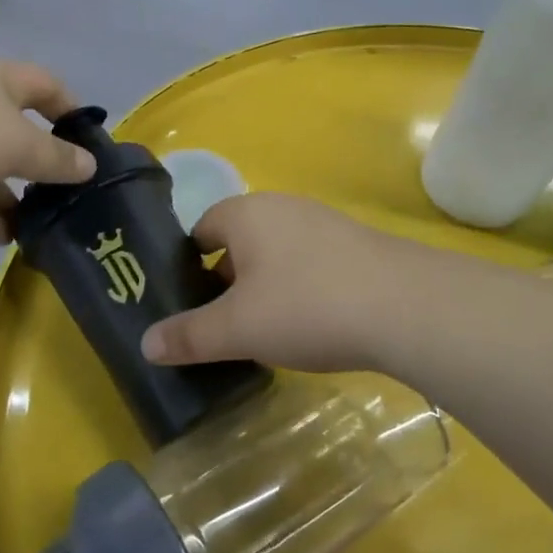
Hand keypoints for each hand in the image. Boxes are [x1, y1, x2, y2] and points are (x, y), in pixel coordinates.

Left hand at [0, 57, 95, 242]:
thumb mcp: (16, 142)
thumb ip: (55, 158)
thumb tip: (89, 165)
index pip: (44, 87)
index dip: (70, 110)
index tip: (90, 143)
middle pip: (15, 133)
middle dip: (39, 166)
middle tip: (66, 199)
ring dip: (11, 198)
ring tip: (40, 229)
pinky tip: (3, 239)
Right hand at [140, 193, 410, 373]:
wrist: (406, 307)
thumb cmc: (306, 307)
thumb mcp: (237, 329)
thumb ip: (189, 336)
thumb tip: (146, 344)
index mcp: (246, 214)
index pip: (201, 230)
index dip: (188, 267)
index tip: (189, 306)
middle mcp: (283, 207)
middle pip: (239, 242)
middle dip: (226, 282)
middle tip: (224, 326)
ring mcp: (324, 223)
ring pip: (276, 255)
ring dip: (265, 288)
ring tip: (267, 331)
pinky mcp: (357, 245)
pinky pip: (311, 264)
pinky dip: (301, 289)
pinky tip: (313, 324)